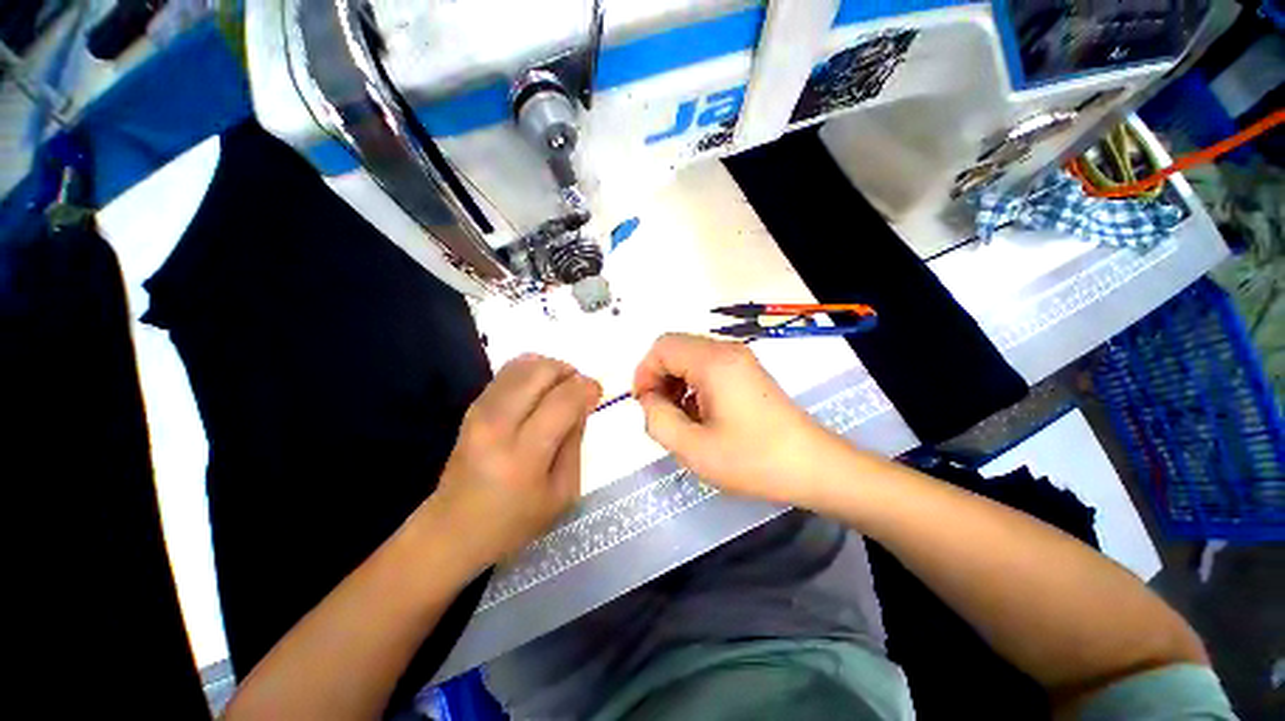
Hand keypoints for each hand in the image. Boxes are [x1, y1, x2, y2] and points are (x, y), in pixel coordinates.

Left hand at [430, 354, 601, 567]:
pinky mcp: (472, 407)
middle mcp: (497, 425)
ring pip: (523, 365)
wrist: (452, 530)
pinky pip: (508, 372)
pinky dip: (531, 372)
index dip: (586, 388)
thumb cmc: (514, 521)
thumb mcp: (562, 492)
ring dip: (550, 369)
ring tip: (561, 389)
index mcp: (523, 455)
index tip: (597, 393)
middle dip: (568, 372)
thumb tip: (583, 404)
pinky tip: (540, 391)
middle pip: (540, 372)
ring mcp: (479, 412)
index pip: (562, 401)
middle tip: (579, 389)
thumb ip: (575, 442)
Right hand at [632, 333, 836, 504]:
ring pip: (691, 358)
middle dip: (659, 378)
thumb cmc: (753, 459)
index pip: (662, 347)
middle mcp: (727, 350)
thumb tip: (650, 400)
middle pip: (676, 349)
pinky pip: (709, 367)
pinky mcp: (748, 372)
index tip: (644, 405)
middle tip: (661, 414)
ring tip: (682, 419)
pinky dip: (694, 386)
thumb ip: (657, 419)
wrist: (814, 466)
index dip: (644, 373)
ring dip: (676, 383)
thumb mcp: (693, 448)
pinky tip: (702, 415)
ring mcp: (741, 359)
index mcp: (713, 361)